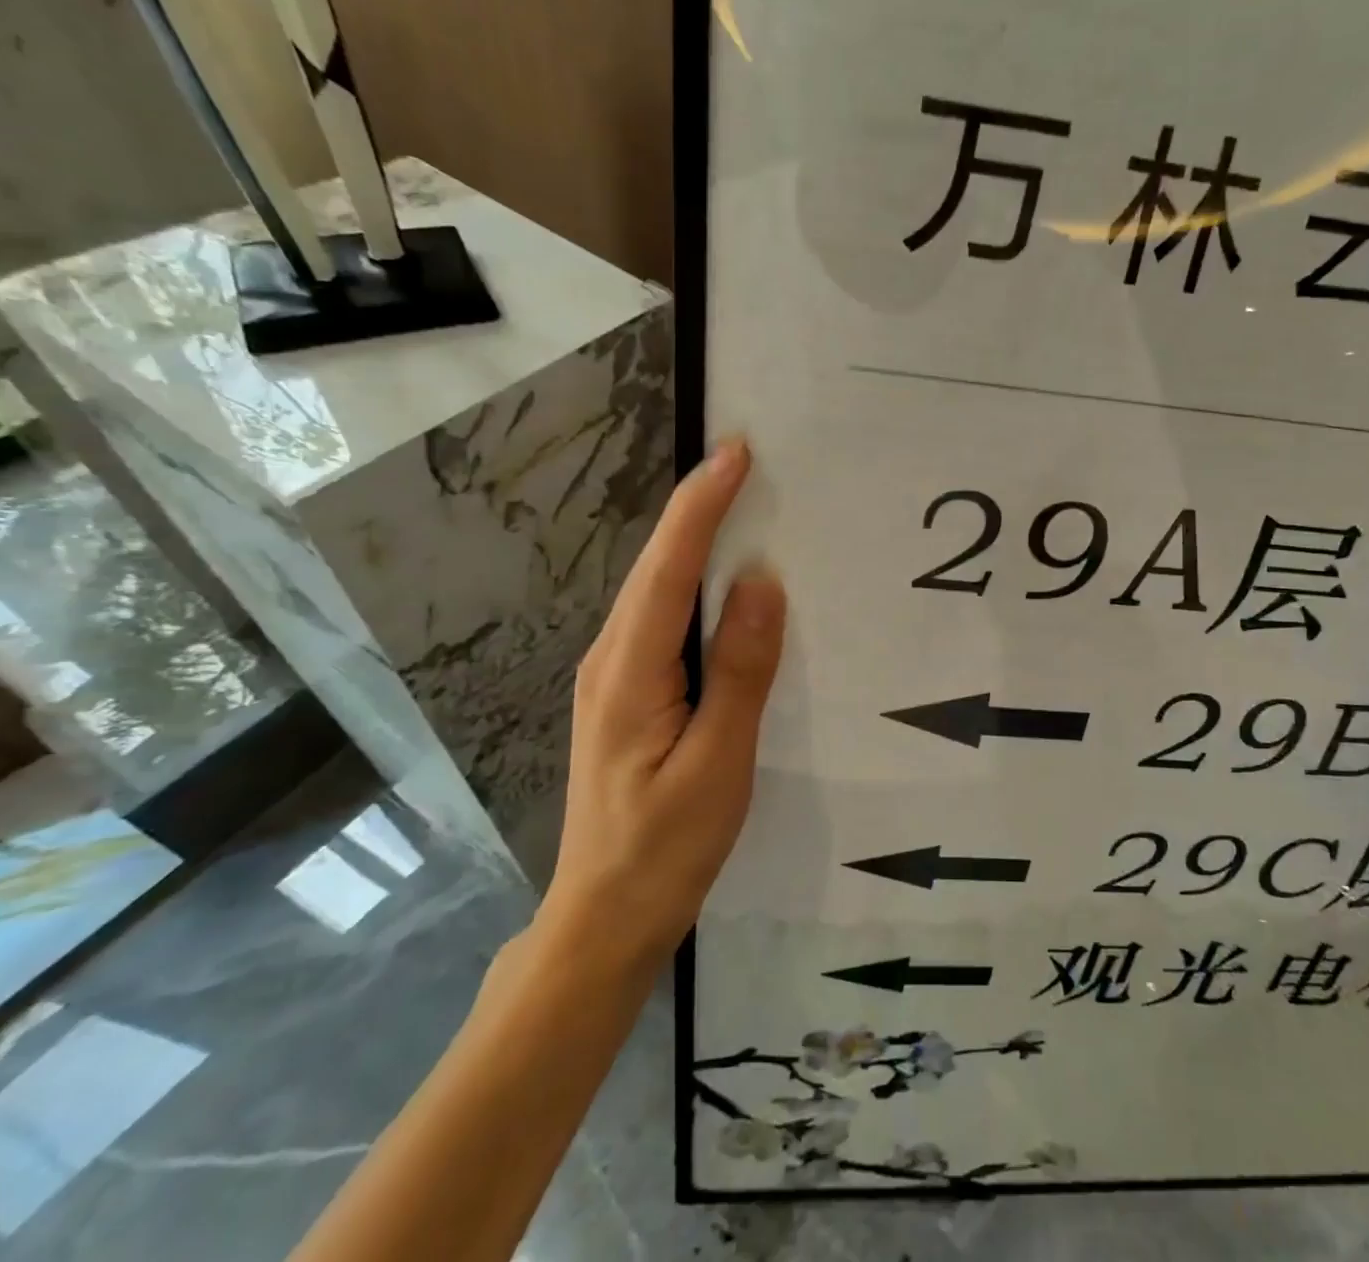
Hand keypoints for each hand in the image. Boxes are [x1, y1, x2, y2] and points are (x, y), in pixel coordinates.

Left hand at [538, 439, 784, 963]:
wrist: (607, 916)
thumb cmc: (666, 846)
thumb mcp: (718, 763)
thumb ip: (739, 671)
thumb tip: (761, 582)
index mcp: (630, 671)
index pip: (668, 568)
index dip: (702, 505)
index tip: (737, 452)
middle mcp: (611, 659)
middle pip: (656, 567)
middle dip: (700, 509)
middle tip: (752, 465)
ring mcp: (614, 676)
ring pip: (657, 591)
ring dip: (697, 542)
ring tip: (747, 507)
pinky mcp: (628, 692)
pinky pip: (664, 620)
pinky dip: (694, 585)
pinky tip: (726, 584)